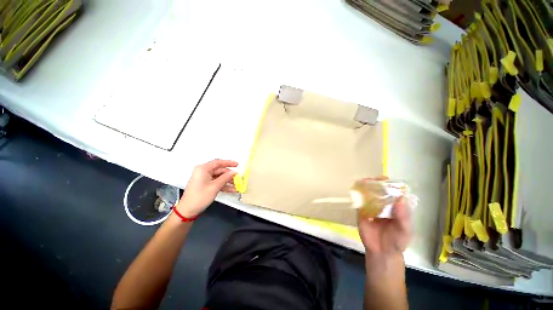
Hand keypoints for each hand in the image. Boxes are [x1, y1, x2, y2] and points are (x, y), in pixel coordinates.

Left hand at [176, 159, 237, 217]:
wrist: (187, 210)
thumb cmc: (199, 197)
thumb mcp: (214, 187)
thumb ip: (225, 178)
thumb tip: (234, 172)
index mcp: (203, 169)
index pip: (218, 162)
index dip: (229, 163)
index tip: (237, 164)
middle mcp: (203, 171)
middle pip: (219, 170)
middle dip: (229, 174)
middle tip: (238, 177)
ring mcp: (204, 178)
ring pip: (219, 177)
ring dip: (228, 181)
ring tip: (237, 184)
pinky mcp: (205, 184)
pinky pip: (217, 182)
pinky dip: (224, 185)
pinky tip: (232, 189)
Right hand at [358, 180, 410, 258]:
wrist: (381, 252)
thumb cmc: (397, 241)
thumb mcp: (405, 230)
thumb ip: (403, 216)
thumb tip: (400, 198)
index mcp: (395, 207)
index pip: (393, 192)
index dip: (390, 184)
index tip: (385, 179)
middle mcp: (383, 204)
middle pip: (379, 190)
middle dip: (375, 183)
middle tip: (372, 179)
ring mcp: (371, 207)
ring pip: (368, 194)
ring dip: (365, 186)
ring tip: (363, 181)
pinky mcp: (361, 211)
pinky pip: (359, 201)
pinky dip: (357, 195)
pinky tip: (355, 190)